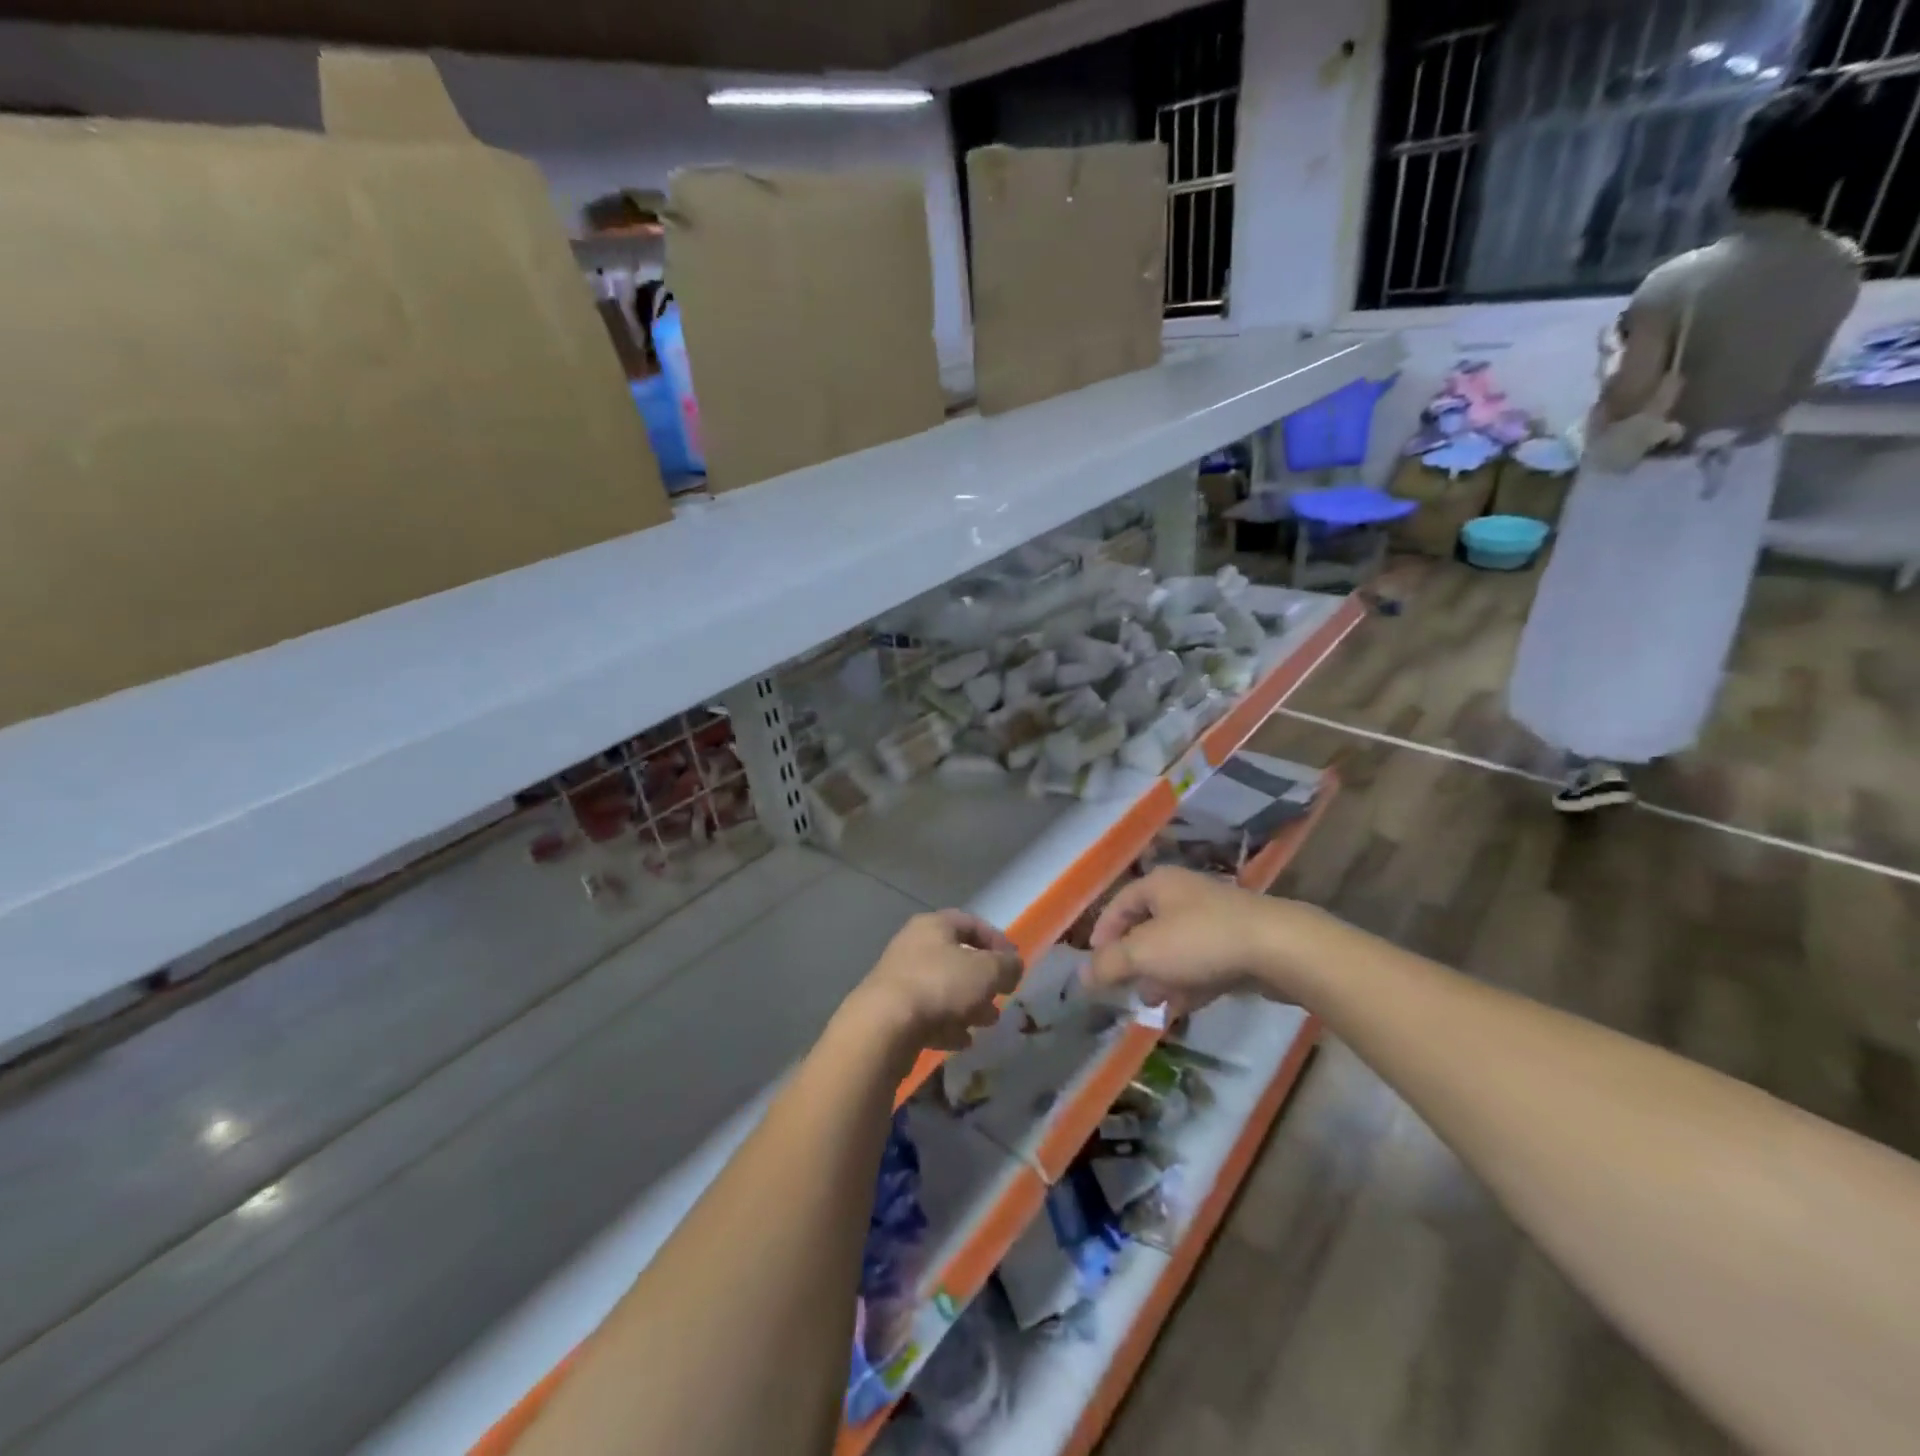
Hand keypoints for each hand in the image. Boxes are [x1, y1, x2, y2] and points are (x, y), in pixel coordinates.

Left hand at [845, 910, 1022, 1056]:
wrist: (883, 1026)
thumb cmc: (940, 985)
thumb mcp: (987, 971)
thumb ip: (1007, 966)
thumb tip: (1014, 965)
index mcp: (933, 926)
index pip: (971, 923)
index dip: (997, 941)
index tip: (1015, 963)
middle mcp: (914, 946)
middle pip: (956, 958)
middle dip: (983, 979)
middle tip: (1002, 995)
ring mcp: (900, 979)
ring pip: (943, 988)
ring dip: (968, 1004)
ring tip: (987, 1022)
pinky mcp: (892, 1012)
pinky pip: (928, 1014)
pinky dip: (947, 1025)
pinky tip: (962, 1041)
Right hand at [1082, 866, 1326, 1015]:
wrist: (1278, 948)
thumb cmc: (1200, 940)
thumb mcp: (1144, 953)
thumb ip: (1109, 964)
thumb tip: (1081, 976)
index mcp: (1159, 884)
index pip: (1119, 904)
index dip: (1103, 933)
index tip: (1096, 964)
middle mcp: (1184, 895)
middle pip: (1148, 928)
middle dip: (1134, 961)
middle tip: (1125, 988)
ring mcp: (1214, 918)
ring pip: (1176, 949)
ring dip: (1161, 976)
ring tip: (1154, 1003)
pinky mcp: (1239, 943)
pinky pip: (1204, 962)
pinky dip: (1190, 982)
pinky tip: (1185, 1006)